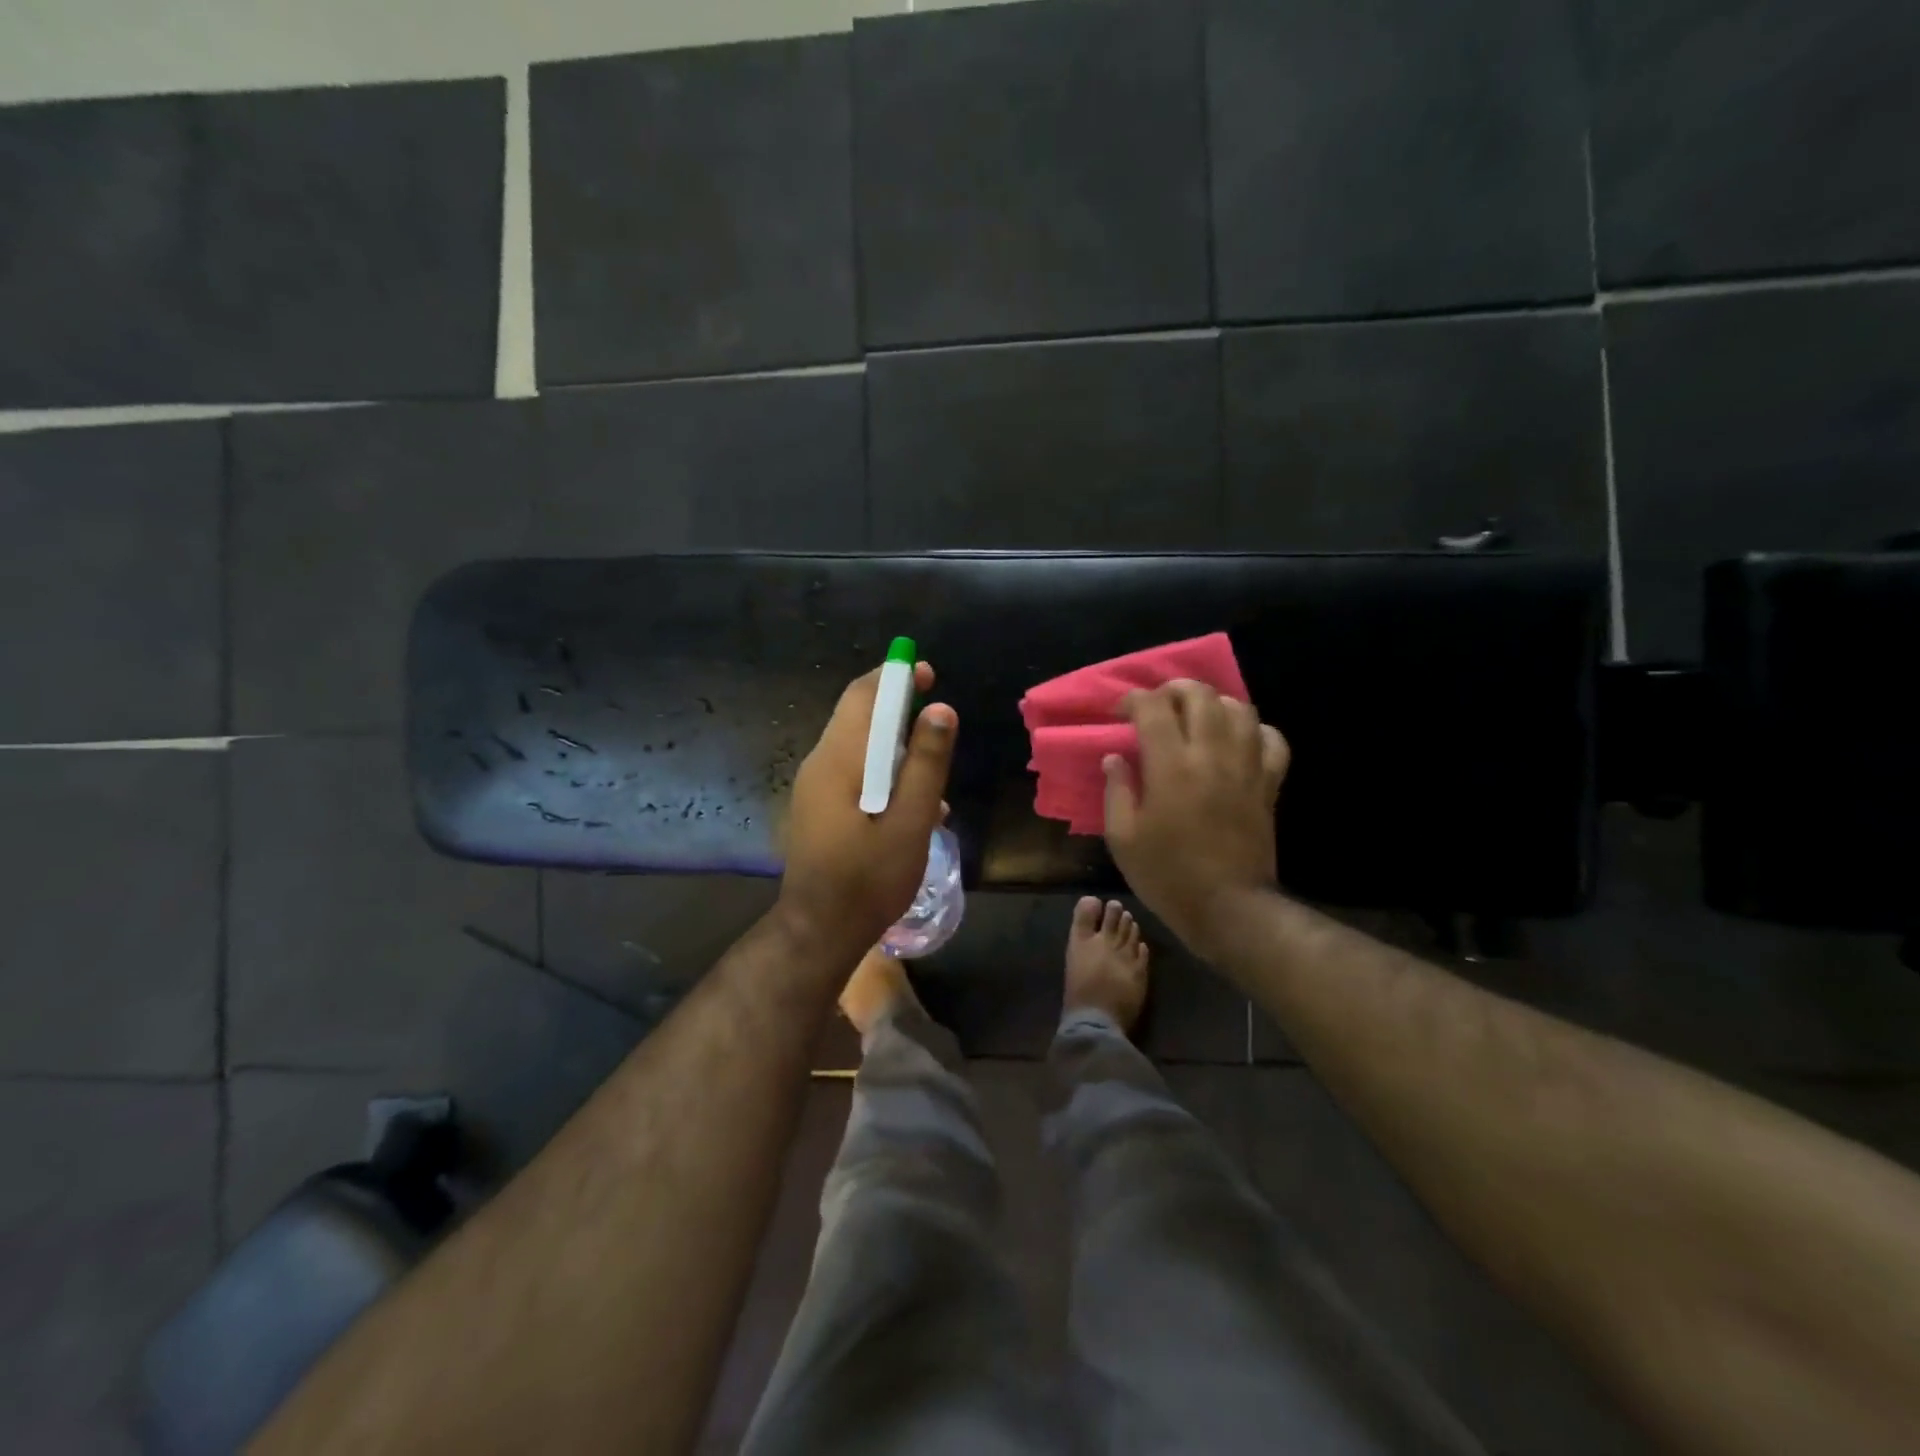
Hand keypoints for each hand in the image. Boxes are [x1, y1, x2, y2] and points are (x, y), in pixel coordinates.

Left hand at [777, 661, 956, 960]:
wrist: (819, 931)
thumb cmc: (868, 879)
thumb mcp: (910, 822)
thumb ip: (925, 764)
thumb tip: (941, 710)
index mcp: (838, 760)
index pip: (863, 695)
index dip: (895, 676)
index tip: (927, 672)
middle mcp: (820, 763)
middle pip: (858, 716)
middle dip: (899, 710)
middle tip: (939, 723)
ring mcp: (815, 787)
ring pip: (859, 747)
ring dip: (896, 749)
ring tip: (933, 778)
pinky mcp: (819, 807)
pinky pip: (854, 773)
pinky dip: (884, 775)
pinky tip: (913, 808)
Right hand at [1102, 680, 1288, 956]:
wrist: (1229, 908)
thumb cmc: (1167, 875)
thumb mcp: (1123, 838)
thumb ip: (1116, 790)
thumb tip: (1115, 757)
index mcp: (1170, 766)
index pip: (1152, 708)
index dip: (1133, 700)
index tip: (1120, 713)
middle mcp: (1211, 754)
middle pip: (1199, 695)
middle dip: (1173, 690)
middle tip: (1157, 706)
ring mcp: (1246, 767)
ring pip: (1238, 708)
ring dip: (1213, 703)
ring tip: (1196, 717)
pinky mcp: (1268, 784)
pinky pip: (1272, 740)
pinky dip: (1254, 730)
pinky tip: (1237, 740)